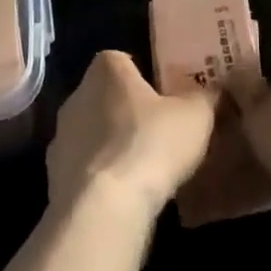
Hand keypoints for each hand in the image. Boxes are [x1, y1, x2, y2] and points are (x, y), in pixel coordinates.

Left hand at [46, 51, 215, 221]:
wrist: (103, 209)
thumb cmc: (151, 144)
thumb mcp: (195, 115)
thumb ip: (206, 96)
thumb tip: (216, 89)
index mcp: (106, 70)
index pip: (122, 61)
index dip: (144, 77)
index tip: (165, 96)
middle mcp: (77, 95)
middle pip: (106, 97)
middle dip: (127, 112)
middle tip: (158, 132)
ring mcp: (60, 138)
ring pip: (92, 134)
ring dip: (111, 147)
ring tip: (143, 170)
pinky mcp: (53, 177)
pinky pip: (83, 170)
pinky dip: (99, 179)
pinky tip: (122, 197)